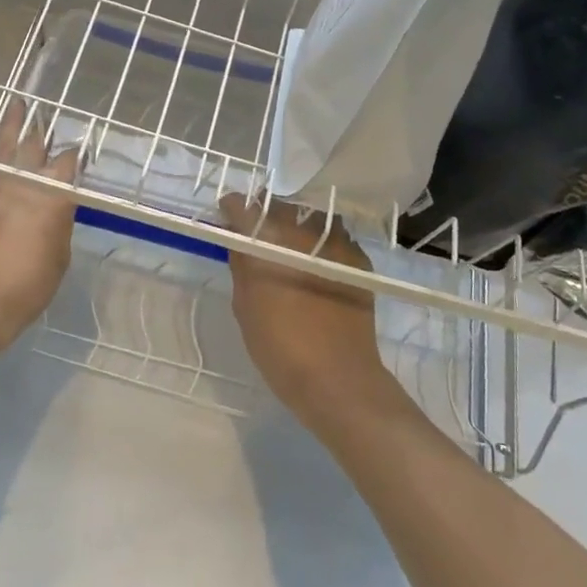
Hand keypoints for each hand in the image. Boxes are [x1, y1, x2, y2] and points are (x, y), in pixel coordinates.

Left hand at [0, 102, 78, 366]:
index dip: (77, 154)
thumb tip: (57, 208)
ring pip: (2, 147)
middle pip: (33, 145)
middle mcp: (19, 183)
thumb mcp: (56, 262)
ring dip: (12, 126)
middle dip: (43, 130)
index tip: (81, 150)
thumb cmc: (20, 291)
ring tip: (17, 105)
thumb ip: (58, 226)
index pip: (68, 163)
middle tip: (47, 114)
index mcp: (49, 197)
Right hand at [218, 194, 406, 432]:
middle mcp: (304, 233)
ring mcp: (337, 244)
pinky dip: (323, 244)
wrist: (339, 379)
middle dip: (266, 213)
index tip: (227, 213)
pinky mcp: (359, 261)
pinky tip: (318, 264)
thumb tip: (239, 240)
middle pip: (281, 207)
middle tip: (258, 233)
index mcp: (270, 243)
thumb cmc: (280, 346)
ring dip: (298, 225)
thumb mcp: (245, 307)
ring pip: (312, 218)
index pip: (245, 208)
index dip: (233, 208)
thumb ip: (242, 266)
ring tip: (291, 245)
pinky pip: (337, 238)